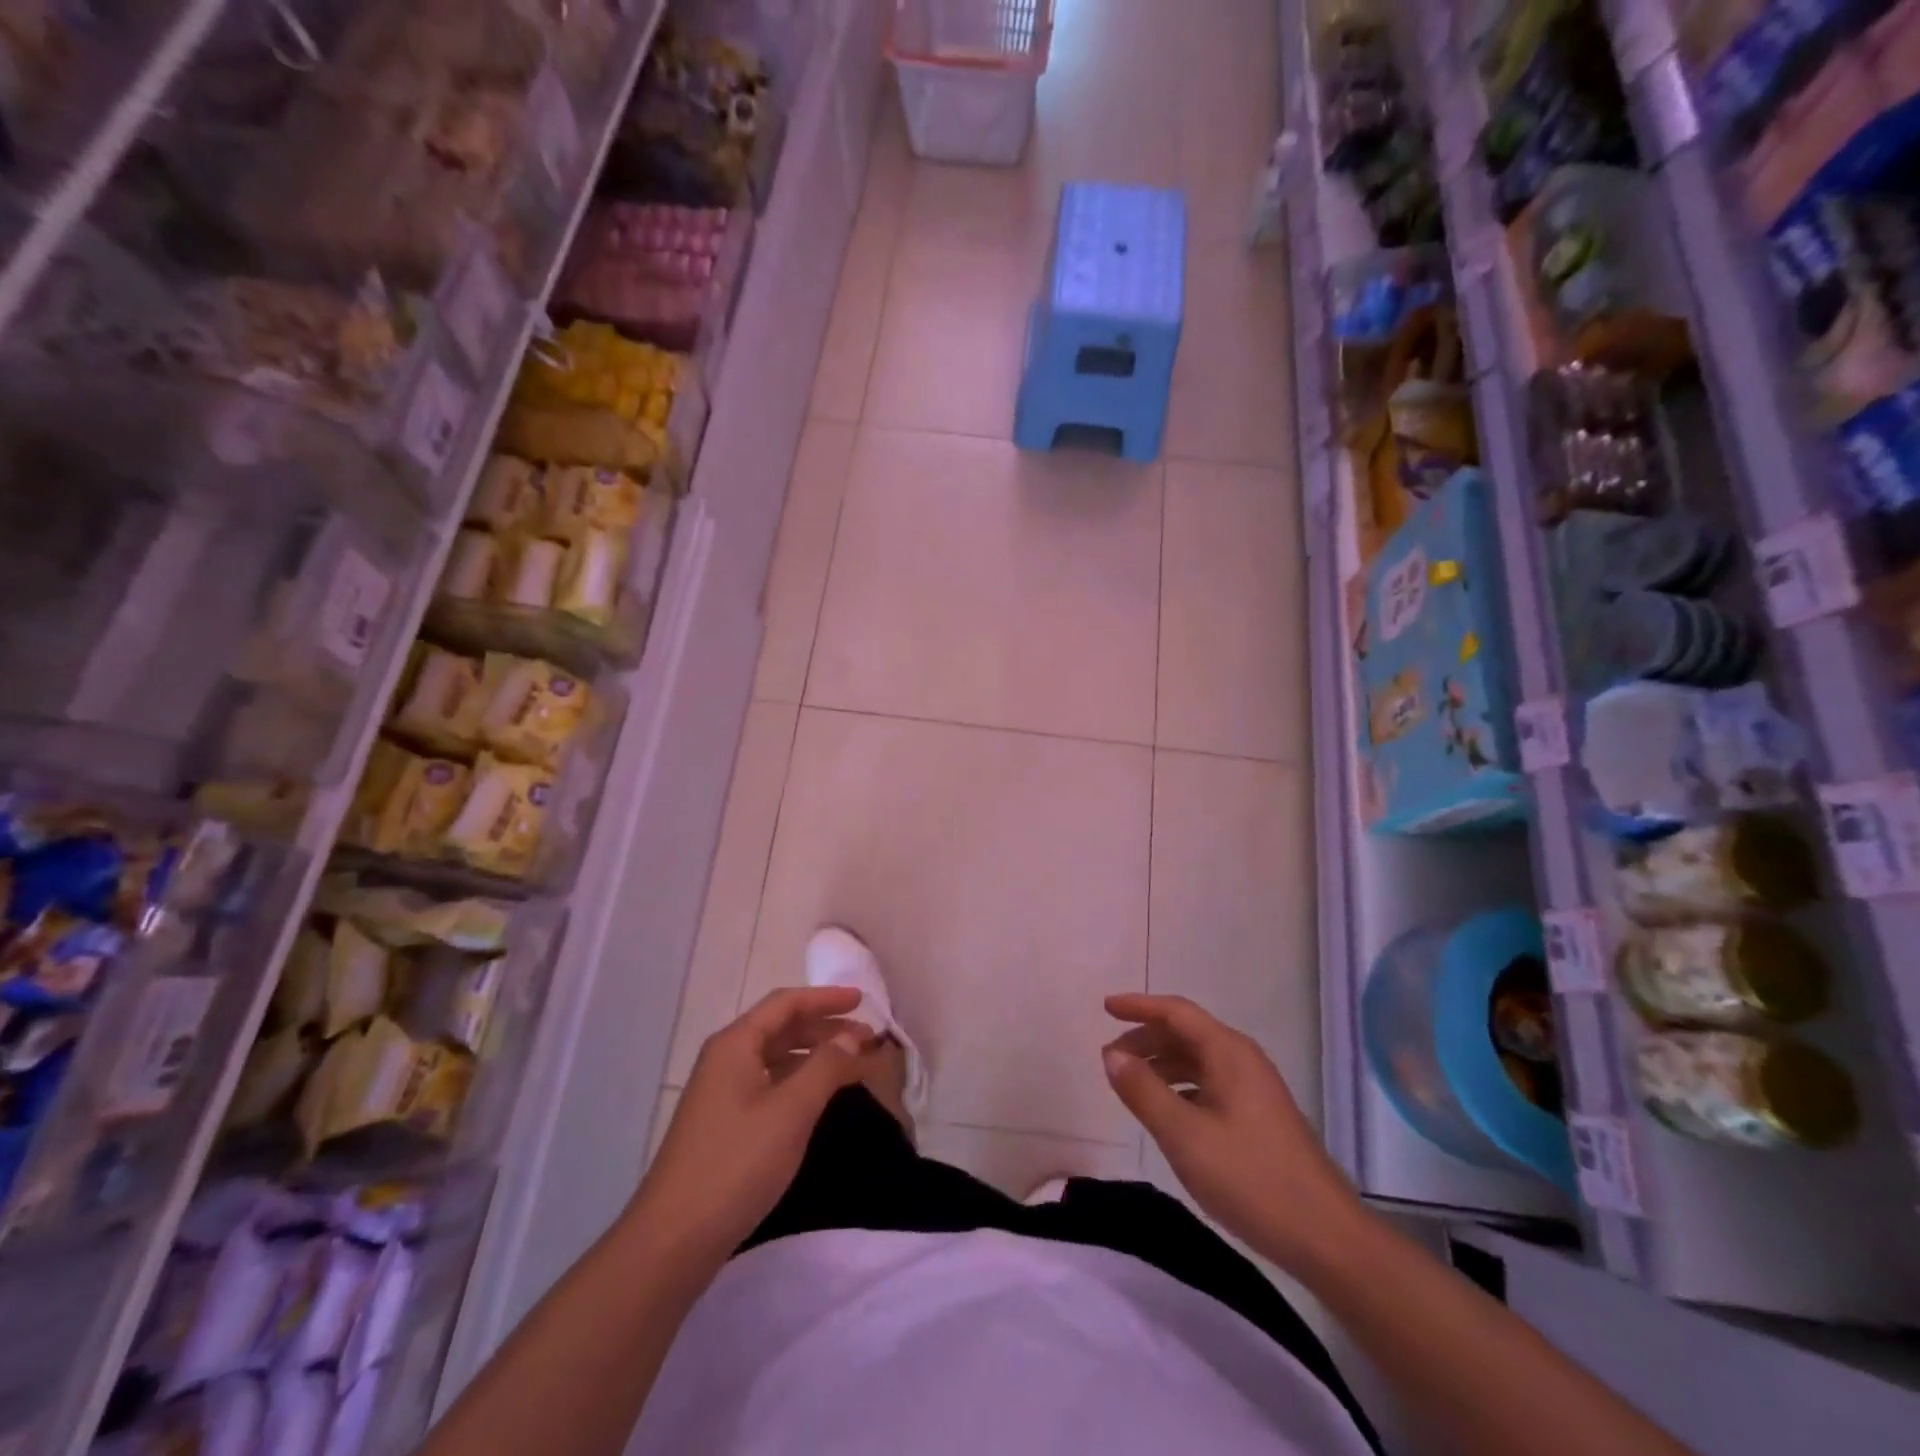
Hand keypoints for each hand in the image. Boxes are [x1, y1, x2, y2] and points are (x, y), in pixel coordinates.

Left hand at [631, 987, 870, 1261]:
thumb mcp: (791, 1111)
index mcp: (735, 1044)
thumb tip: (851, 1038)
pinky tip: (818, 1098)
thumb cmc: (736, 1164)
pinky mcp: (723, 1124)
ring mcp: (721, 1093)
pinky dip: (798, 1081)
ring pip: (775, 1058)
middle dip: (824, 1028)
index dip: (826, 998)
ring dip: (814, 1056)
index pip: (786, 1003)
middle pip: (780, 1028)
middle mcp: (725, 1059)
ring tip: (850, 1066)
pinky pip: (768, 1085)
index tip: (862, 1001)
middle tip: (866, 1040)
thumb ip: (825, 1067)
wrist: (672, 1240)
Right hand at [1103, 993, 1364, 1275]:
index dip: (1138, 1006)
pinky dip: (1180, 1087)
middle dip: (1146, 1039)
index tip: (1105, 1008)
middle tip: (1110, 1058)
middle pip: (1186, 1033)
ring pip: (1198, 1061)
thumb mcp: (1184, 1135)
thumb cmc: (1250, 1179)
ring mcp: (1254, 1089)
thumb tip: (1112, 1054)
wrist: (1326, 1238)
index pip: (1176, 1012)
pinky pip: (1209, 1084)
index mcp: (1228, 1052)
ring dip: (1161, 1065)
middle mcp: (1242, 1060)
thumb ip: (1144, 1091)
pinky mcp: (1259, 1117)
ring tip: (1130, 1084)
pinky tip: (1166, 1113)